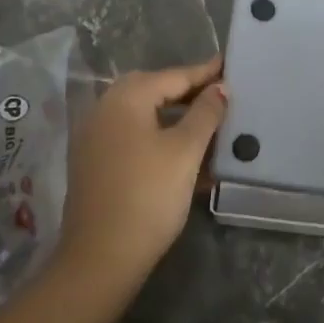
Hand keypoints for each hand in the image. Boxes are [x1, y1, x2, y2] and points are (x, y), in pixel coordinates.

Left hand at [57, 56, 226, 292]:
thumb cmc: (148, 196)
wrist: (100, 259)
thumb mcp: (185, 151)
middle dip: (187, 92)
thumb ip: (205, 114)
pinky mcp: (95, 164)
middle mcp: (105, 109)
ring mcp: (95, 137)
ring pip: (143, 116)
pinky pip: (133, 137)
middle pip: (154, 91)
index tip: (229, 63)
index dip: (204, 72)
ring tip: (208, 123)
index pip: (173, 76)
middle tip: (220, 94)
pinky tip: (184, 154)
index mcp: (125, 98)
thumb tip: (219, 88)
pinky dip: (158, 138)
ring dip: (175, 117)